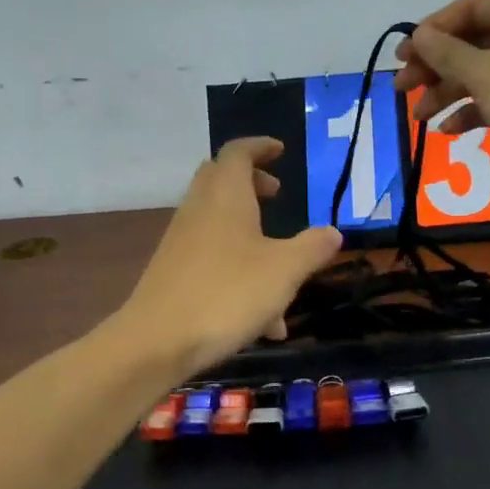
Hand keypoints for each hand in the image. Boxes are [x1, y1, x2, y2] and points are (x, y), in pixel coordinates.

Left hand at [120, 137, 342, 373]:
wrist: (156, 342)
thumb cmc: (227, 294)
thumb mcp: (284, 271)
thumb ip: (312, 248)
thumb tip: (333, 232)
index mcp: (225, 196)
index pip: (238, 152)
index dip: (260, 146)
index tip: (280, 151)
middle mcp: (199, 209)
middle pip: (221, 180)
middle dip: (251, 183)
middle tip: (276, 195)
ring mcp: (182, 241)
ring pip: (219, 223)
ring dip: (251, 236)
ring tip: (285, 274)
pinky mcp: (174, 272)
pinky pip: (212, 258)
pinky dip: (239, 271)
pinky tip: (264, 323)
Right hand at [394, 0, 489, 214]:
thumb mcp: (487, 74)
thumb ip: (447, 52)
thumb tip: (420, 35)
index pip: (472, 7)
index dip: (433, 28)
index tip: (404, 56)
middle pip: (475, 41)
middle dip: (436, 64)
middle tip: (403, 88)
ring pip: (485, 72)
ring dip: (448, 91)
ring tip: (418, 117)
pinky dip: (473, 111)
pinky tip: (449, 130)